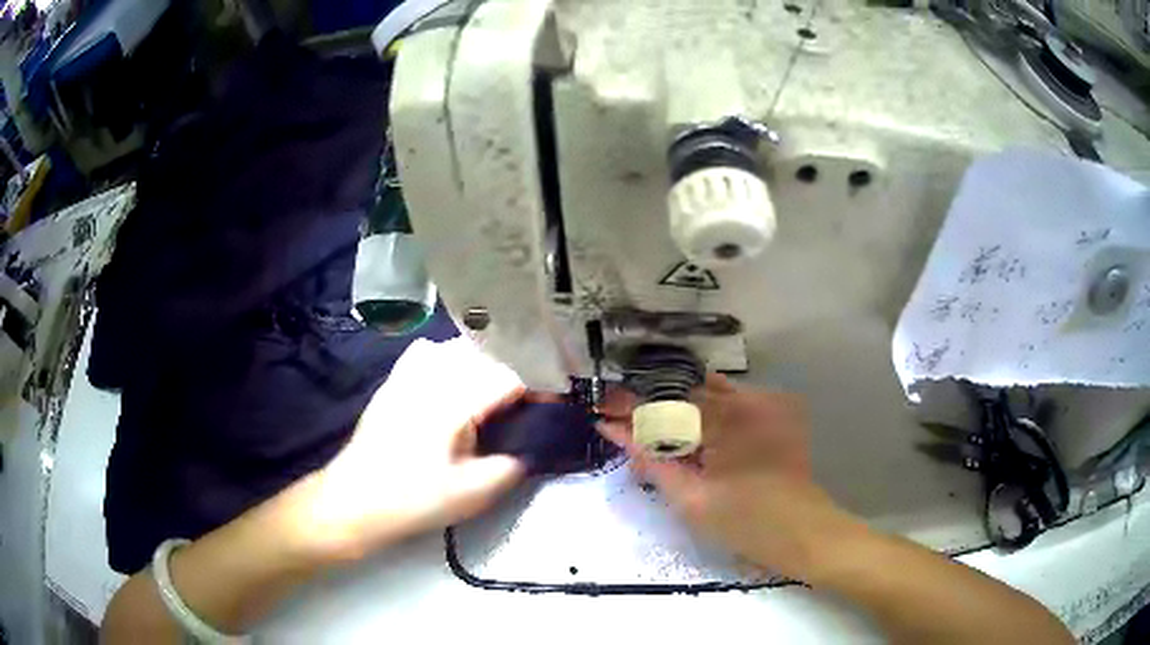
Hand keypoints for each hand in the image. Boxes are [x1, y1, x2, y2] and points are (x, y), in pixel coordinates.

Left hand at [300, 337, 527, 560]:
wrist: (356, 500)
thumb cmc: (415, 500)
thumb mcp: (474, 494)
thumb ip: (513, 466)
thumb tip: (534, 446)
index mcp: (455, 401)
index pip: (510, 375)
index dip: (538, 386)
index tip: (553, 403)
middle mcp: (433, 375)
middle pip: (487, 352)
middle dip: (514, 370)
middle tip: (527, 400)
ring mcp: (409, 373)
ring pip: (458, 346)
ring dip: (484, 361)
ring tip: (496, 388)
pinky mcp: (395, 380)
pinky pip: (428, 351)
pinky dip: (449, 357)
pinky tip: (453, 379)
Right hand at [599, 374, 859, 581]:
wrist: (803, 532)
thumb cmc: (745, 523)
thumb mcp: (690, 498)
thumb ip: (651, 460)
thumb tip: (615, 432)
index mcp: (726, 419)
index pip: (666, 404)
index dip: (630, 408)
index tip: (602, 412)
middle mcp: (747, 398)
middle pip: (685, 391)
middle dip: (653, 406)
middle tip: (622, 419)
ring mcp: (767, 401)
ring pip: (709, 391)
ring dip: (680, 407)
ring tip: (655, 426)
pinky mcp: (777, 410)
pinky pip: (732, 400)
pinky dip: (708, 411)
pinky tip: (694, 430)